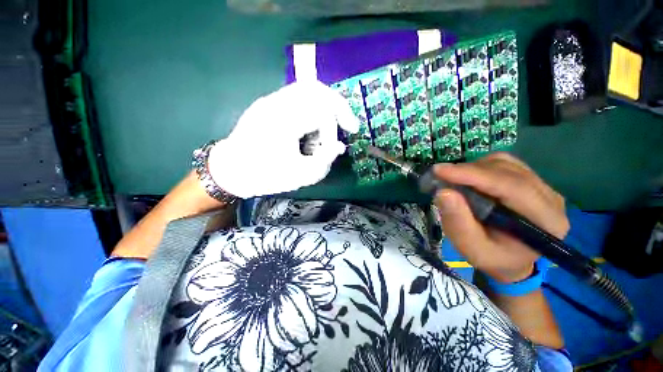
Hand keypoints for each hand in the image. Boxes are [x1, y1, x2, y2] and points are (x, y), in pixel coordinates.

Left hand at [207, 81, 358, 198]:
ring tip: (334, 123)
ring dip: (328, 104)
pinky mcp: (269, 102)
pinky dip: (315, 105)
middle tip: (348, 124)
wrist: (231, 169)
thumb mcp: (300, 176)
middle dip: (339, 107)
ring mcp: (271, 100)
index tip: (334, 148)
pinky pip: (299, 94)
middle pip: (317, 89)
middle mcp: (277, 104)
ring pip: (309, 88)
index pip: (321, 112)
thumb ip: (325, 161)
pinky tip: (315, 123)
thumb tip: (340, 147)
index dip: (334, 130)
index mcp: (283, 122)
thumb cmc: (264, 176)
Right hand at [433, 153, 569, 282]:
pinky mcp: (531, 180)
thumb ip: (458, 222)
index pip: (511, 186)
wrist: (511, 260)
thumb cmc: (492, 258)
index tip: (439, 170)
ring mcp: (543, 187)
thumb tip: (443, 192)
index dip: (473, 175)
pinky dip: (480, 168)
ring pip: (505, 163)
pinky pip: (504, 164)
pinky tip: (469, 180)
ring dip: (473, 169)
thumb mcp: (471, 248)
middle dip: (469, 171)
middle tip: (440, 177)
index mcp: (545, 222)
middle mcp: (551, 198)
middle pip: (507, 170)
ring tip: (454, 181)